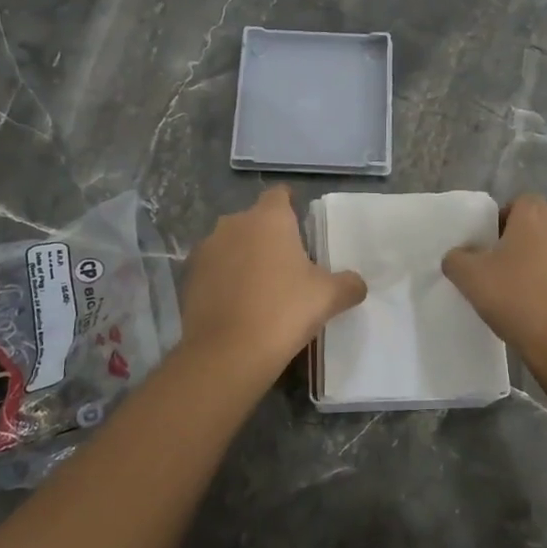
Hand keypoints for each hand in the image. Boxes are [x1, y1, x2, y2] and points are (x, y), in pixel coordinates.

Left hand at [177, 186, 367, 380]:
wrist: (228, 352)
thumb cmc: (284, 311)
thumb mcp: (328, 297)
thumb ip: (348, 284)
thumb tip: (357, 284)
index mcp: (269, 218)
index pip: (279, 195)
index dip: (290, 204)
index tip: (299, 222)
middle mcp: (234, 224)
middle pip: (254, 220)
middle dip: (268, 235)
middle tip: (287, 262)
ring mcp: (207, 249)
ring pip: (231, 243)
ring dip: (243, 256)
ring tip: (261, 285)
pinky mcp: (189, 276)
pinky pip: (214, 269)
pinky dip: (224, 279)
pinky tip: (237, 303)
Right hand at [442, 194, 546, 361]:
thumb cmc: (519, 302)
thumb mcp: (470, 280)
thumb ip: (457, 259)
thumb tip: (459, 255)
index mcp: (536, 216)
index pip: (520, 204)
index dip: (506, 223)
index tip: (495, 251)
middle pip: (546, 227)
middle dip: (532, 244)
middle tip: (514, 276)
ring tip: (542, 298)